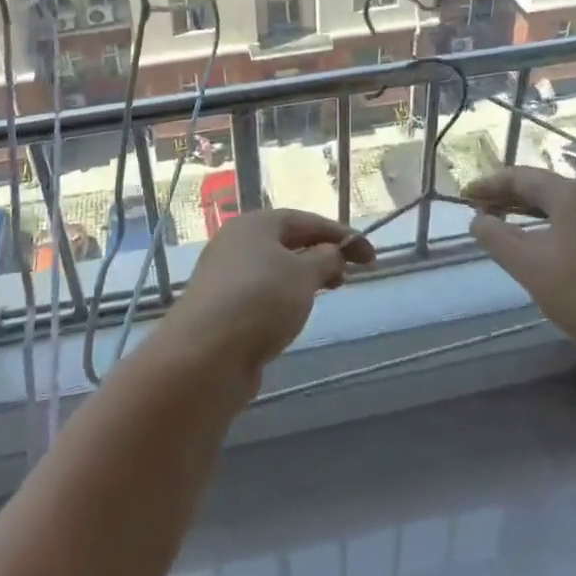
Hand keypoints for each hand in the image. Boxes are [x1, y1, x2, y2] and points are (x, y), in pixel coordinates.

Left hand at [159, 210, 374, 383]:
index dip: (340, 234)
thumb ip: (326, 259)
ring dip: (302, 278)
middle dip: (321, 255)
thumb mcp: (304, 275)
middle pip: (286, 242)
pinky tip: (292, 318)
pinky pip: (261, 295)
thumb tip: (332, 254)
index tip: (369, 256)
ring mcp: (225, 277)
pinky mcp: (221, 310)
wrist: (206, 354)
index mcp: (254, 225)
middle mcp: (235, 244)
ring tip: (324, 295)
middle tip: (347, 276)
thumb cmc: (261, 301)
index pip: (305, 220)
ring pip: (273, 270)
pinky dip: (282, 300)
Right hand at [464, 167, 575, 393]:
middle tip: (479, 210)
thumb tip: (478, 219)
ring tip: (505, 228)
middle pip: (543, 189)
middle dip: (508, 197)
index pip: (520, 177)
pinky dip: (551, 230)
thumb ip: (498, 239)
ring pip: (562, 209)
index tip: (463, 196)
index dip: (489, 184)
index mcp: (572, 195)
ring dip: (529, 214)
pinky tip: (544, 251)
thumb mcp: (532, 267)